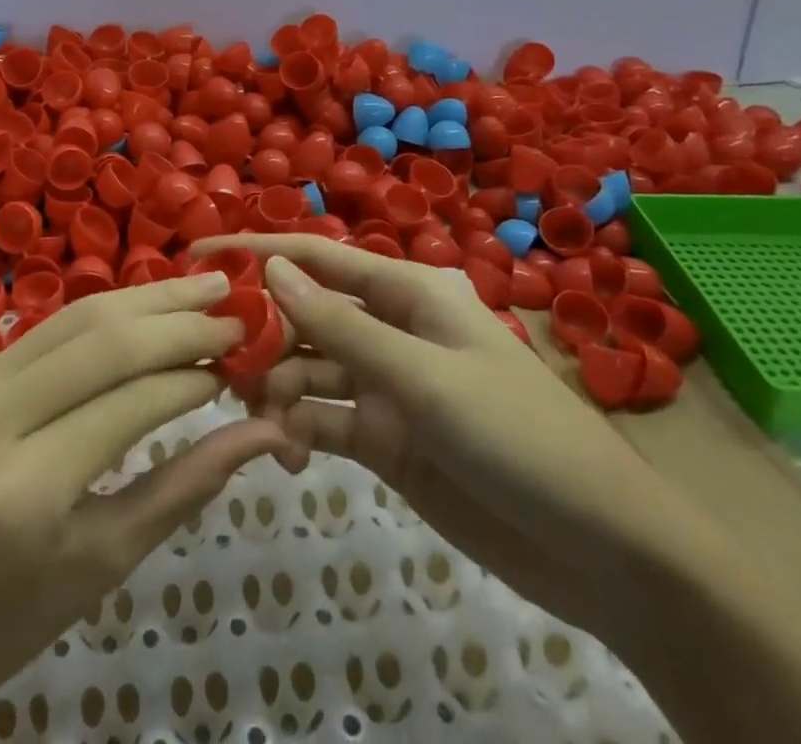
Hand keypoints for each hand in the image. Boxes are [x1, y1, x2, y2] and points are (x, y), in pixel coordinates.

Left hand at [0, 272, 287, 742]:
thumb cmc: (3, 623)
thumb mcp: (102, 564)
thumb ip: (185, 488)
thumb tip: (264, 434)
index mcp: (27, 493)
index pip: (132, 401)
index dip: (195, 371)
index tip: (243, 357)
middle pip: (102, 340)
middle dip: (177, 317)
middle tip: (234, 305)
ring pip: (72, 320)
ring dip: (143, 298)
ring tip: (201, 286)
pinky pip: (43, 333)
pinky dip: (101, 316)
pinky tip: (142, 308)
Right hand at [196, 235, 800, 743]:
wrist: (604, 551)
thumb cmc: (517, 436)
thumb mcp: (423, 378)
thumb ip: (342, 327)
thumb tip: (271, 267)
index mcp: (406, 291)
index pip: (315, 256)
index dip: (255, 248)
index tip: (195, 250)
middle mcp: (389, 328)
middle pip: (304, 314)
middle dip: (260, 331)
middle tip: (214, 363)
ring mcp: (384, 384)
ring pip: (306, 368)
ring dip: (276, 387)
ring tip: (256, 418)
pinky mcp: (383, 437)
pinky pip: (322, 418)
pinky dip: (298, 429)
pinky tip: (288, 451)